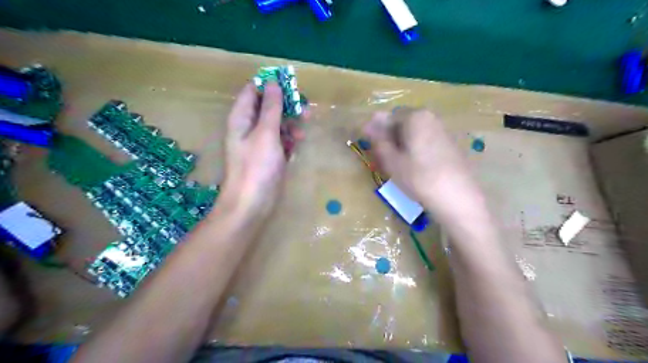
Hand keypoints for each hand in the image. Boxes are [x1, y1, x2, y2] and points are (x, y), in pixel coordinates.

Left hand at [221, 81, 295, 218]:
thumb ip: (271, 108)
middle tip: (304, 107)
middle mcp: (248, 128)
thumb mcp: (265, 133)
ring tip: (305, 126)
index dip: (269, 85)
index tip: (289, 85)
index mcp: (241, 118)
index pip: (252, 91)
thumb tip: (273, 82)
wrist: (252, 203)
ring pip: (276, 124)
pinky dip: (289, 139)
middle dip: (285, 105)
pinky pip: (281, 141)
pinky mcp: (269, 157)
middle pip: (267, 107)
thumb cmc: (257, 166)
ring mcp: (260, 144)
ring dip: (290, 123)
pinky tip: (298, 143)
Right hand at [362, 108, 482, 220]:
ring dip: (402, 144)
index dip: (376, 133)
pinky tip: (415, 167)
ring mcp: (442, 130)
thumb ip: (379, 140)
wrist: (457, 197)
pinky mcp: (450, 144)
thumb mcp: (391, 160)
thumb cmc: (419, 177)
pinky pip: (426, 140)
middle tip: (383, 158)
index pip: (387, 118)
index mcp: (415, 116)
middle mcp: (431, 117)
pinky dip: (415, 149)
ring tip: (398, 165)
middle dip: (390, 138)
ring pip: (414, 133)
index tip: (372, 149)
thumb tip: (368, 124)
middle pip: (402, 124)